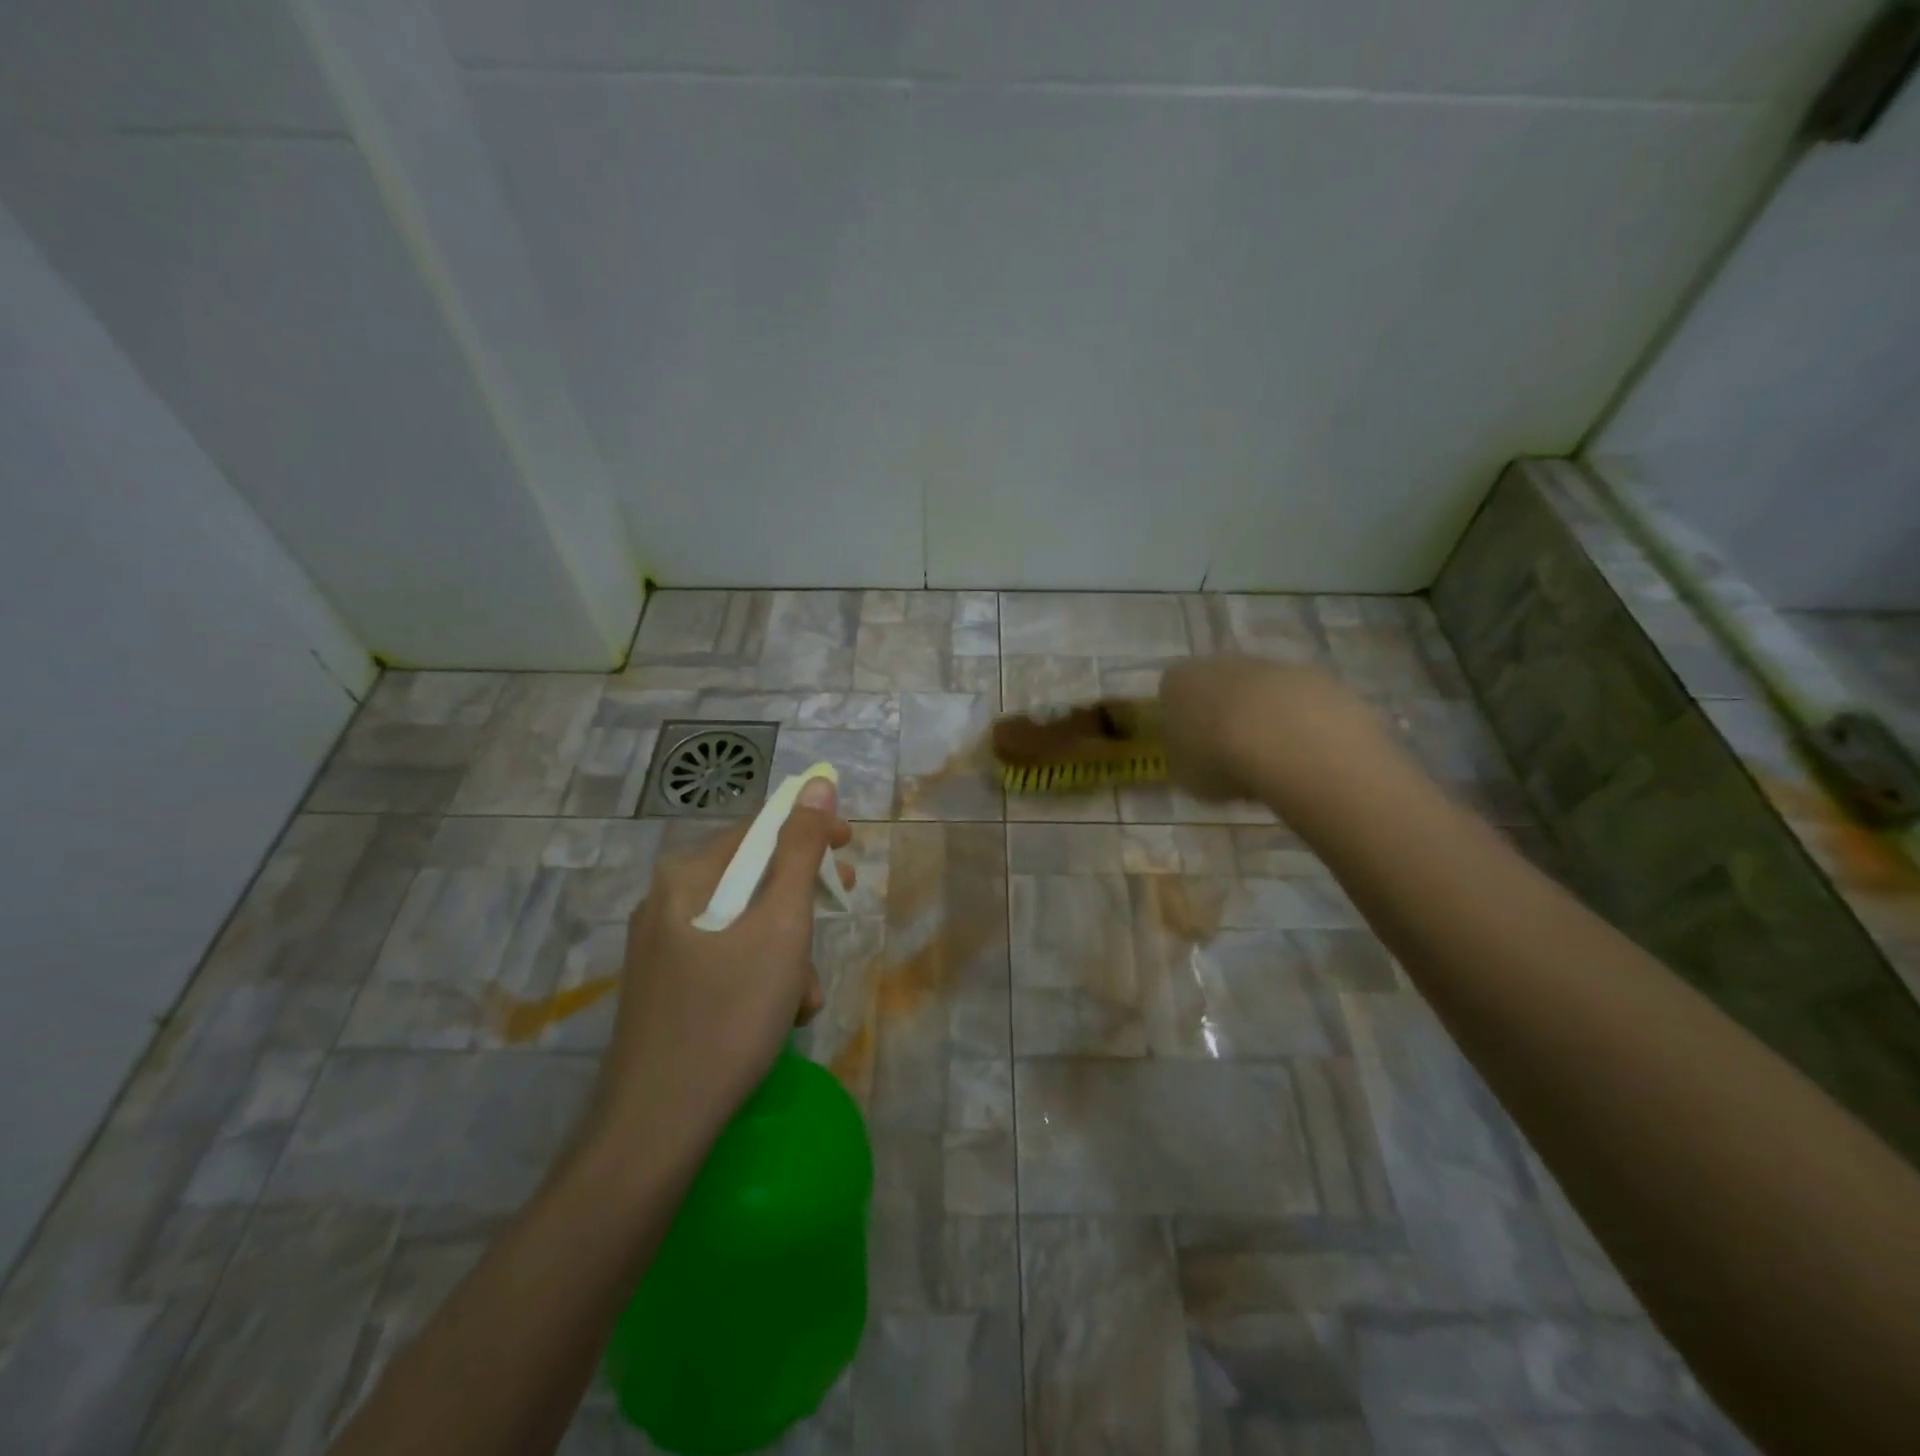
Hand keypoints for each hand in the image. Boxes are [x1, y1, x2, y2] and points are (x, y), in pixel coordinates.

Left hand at [587, 777, 853, 1152]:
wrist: (658, 1127)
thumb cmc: (729, 1013)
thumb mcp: (782, 925)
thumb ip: (802, 850)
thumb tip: (817, 784)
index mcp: (686, 875)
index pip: (759, 829)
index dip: (811, 832)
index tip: (852, 850)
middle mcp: (666, 901)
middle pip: (753, 877)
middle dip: (803, 900)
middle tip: (841, 908)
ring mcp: (662, 947)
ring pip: (745, 924)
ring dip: (789, 949)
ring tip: (806, 995)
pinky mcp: (667, 988)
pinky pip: (727, 959)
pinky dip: (763, 975)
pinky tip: (782, 1015)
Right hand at [1159, 654, 1387, 807]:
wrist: (1289, 741)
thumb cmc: (1219, 759)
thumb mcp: (1185, 776)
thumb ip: (1185, 761)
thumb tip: (1194, 759)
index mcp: (1177, 682)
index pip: (1170, 695)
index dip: (1181, 723)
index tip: (1192, 750)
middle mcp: (1218, 662)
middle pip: (1216, 686)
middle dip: (1223, 714)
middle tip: (1232, 755)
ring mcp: (1268, 664)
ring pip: (1258, 691)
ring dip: (1262, 717)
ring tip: (1272, 760)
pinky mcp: (1311, 674)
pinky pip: (1296, 699)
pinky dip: (1298, 721)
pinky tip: (1303, 752)